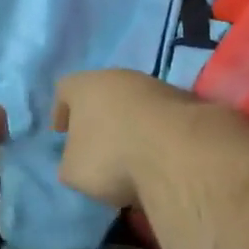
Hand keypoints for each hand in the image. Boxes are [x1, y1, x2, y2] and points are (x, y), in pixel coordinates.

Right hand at [52, 68, 199, 210]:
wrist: (180, 153)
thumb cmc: (112, 157)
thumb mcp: (73, 171)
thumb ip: (70, 161)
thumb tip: (78, 159)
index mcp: (85, 85)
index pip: (64, 89)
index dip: (60, 112)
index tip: (61, 133)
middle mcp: (120, 76)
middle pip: (102, 94)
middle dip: (98, 119)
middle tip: (96, 146)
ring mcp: (156, 87)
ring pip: (135, 104)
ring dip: (131, 126)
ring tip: (131, 157)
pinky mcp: (188, 103)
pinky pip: (162, 119)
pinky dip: (157, 135)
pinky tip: (158, 158)